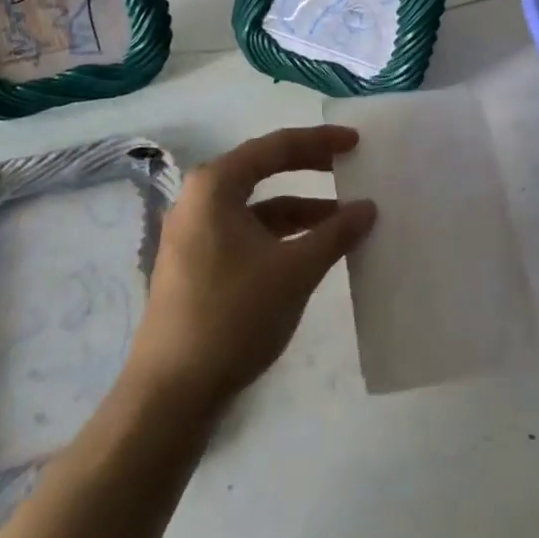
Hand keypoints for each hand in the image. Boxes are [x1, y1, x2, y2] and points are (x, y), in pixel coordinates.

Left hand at [124, 126, 376, 414]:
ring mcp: (195, 234)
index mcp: (215, 186)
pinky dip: (282, 237)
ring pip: (258, 208)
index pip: (275, 147)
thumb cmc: (233, 315)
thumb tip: (368, 207)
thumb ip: (335, 233)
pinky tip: (313, 253)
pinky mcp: (197, 265)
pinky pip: (247, 234)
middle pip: (264, 170)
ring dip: (300, 211)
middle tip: (351, 168)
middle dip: (310, 169)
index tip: (356, 142)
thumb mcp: (294, 270)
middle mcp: (199, 200)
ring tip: (344, 221)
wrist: (171, 395)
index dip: (320, 142)